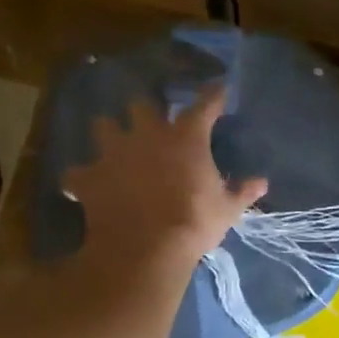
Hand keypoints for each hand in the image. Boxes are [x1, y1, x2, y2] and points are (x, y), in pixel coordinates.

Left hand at [63, 85, 268, 271]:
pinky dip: (82, 178)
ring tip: (116, 145)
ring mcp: (113, 153)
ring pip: (102, 125)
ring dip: (110, 133)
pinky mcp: (88, 177)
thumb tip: (261, 182)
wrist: (146, 249)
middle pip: (141, 105)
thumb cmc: (195, 222)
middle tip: (153, 122)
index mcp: (186, 138)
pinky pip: (77, 172)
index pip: (204, 105)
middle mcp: (147, 135)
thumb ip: (243, 191)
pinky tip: (87, 185)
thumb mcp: (228, 209)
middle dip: (146, 111)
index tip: (219, 88)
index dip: (213, 95)